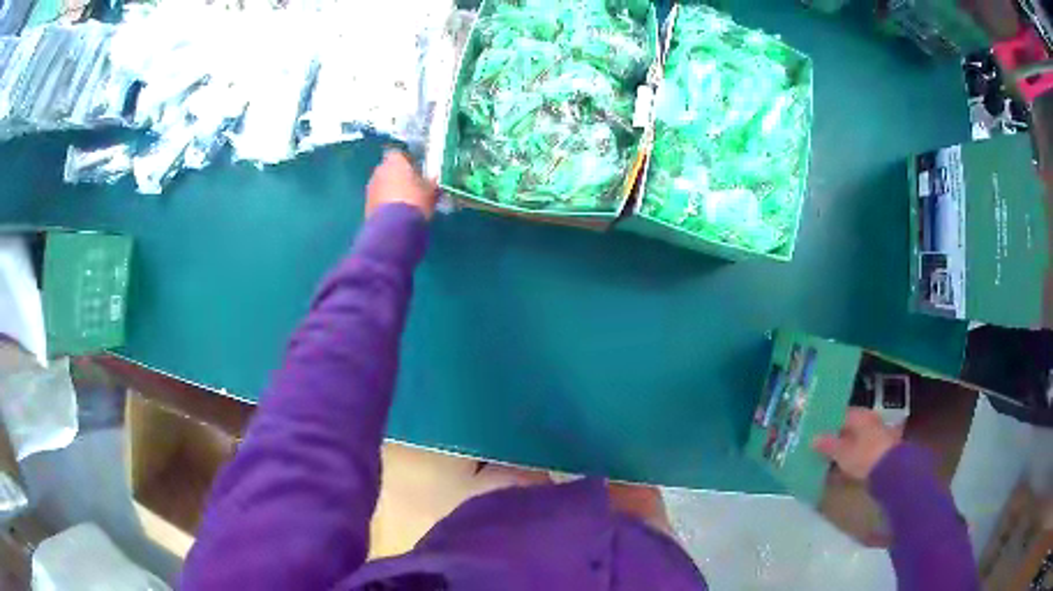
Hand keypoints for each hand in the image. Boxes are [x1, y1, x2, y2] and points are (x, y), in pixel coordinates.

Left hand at [366, 150, 437, 219]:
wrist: (394, 227)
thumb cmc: (415, 201)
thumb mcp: (431, 191)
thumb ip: (431, 182)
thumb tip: (434, 179)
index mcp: (395, 161)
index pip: (400, 155)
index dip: (409, 163)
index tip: (418, 172)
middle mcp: (379, 170)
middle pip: (389, 169)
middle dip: (399, 177)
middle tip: (412, 188)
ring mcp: (370, 188)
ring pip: (383, 185)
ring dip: (391, 191)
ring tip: (405, 203)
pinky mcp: (366, 205)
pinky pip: (378, 200)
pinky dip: (386, 204)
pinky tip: (397, 214)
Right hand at [813, 408, 901, 480]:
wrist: (891, 471)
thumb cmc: (865, 455)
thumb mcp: (842, 452)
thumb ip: (828, 444)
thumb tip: (813, 438)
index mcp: (861, 415)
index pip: (841, 414)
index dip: (828, 423)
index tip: (815, 432)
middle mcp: (870, 421)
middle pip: (850, 427)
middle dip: (837, 436)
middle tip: (820, 446)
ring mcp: (878, 435)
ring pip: (857, 439)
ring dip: (845, 447)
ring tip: (831, 459)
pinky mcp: (881, 451)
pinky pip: (862, 451)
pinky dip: (853, 457)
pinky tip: (844, 467)